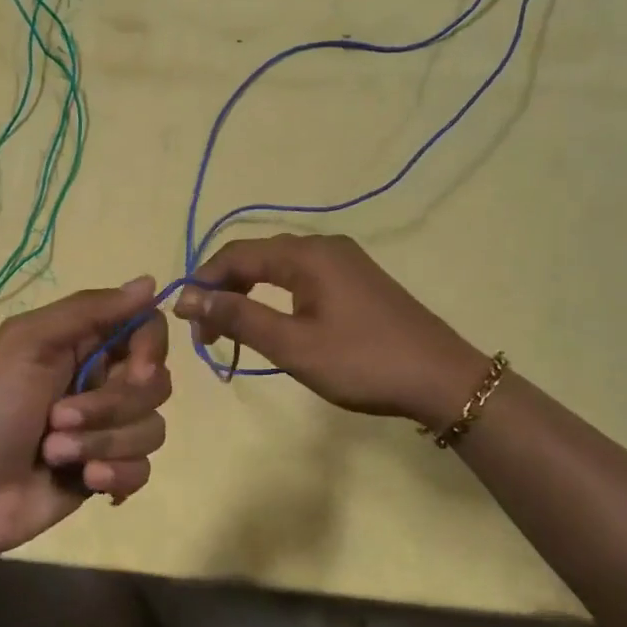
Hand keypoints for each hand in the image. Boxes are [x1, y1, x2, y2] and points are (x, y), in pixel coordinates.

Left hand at [0, 276, 170, 556]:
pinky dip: (116, 474)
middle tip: (58, 417)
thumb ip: (89, 310)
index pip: (147, 328)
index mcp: (83, 344)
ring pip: (151, 428)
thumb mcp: (28, 343)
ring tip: (55, 453)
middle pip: (155, 383)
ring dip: (102, 442)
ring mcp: (106, 430)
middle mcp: (102, 382)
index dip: (151, 349)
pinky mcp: (107, 472)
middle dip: (110, 407)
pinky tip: (84, 481)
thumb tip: (151, 282)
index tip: (136, 370)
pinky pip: (142, 468)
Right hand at [174, 234, 484, 428]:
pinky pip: (303, 279)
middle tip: (206, 334)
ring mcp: (345, 262)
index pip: (236, 253)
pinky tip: (273, 324)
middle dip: (224, 289)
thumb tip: (186, 298)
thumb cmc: (363, 362)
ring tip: (231, 332)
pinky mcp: (357, 281)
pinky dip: (276, 298)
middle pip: (257, 257)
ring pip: (279, 269)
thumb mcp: (293, 345)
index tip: (184, 320)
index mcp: (307, 254)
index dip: (203, 281)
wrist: (442, 379)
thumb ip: (238, 318)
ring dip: (249, 295)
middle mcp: (324, 247)